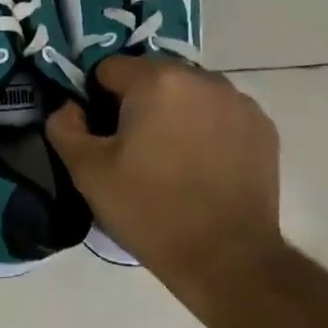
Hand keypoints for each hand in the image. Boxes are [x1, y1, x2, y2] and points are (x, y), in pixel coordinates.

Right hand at [46, 57, 282, 319]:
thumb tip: (69, 107)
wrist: (226, 258)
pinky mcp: (262, 128)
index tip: (102, 135)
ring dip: (174, 113)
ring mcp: (238, 102)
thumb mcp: (87, 172)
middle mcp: (202, 78)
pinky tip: (202, 167)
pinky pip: (220, 114)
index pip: (110, 69)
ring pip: (189, 93)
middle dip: (138, 103)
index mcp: (157, 81)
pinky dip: (207, 129)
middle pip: (153, 76)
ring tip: (170, 159)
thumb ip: (65, 127)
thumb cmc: (149, 210)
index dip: (97, 99)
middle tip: (133, 149)